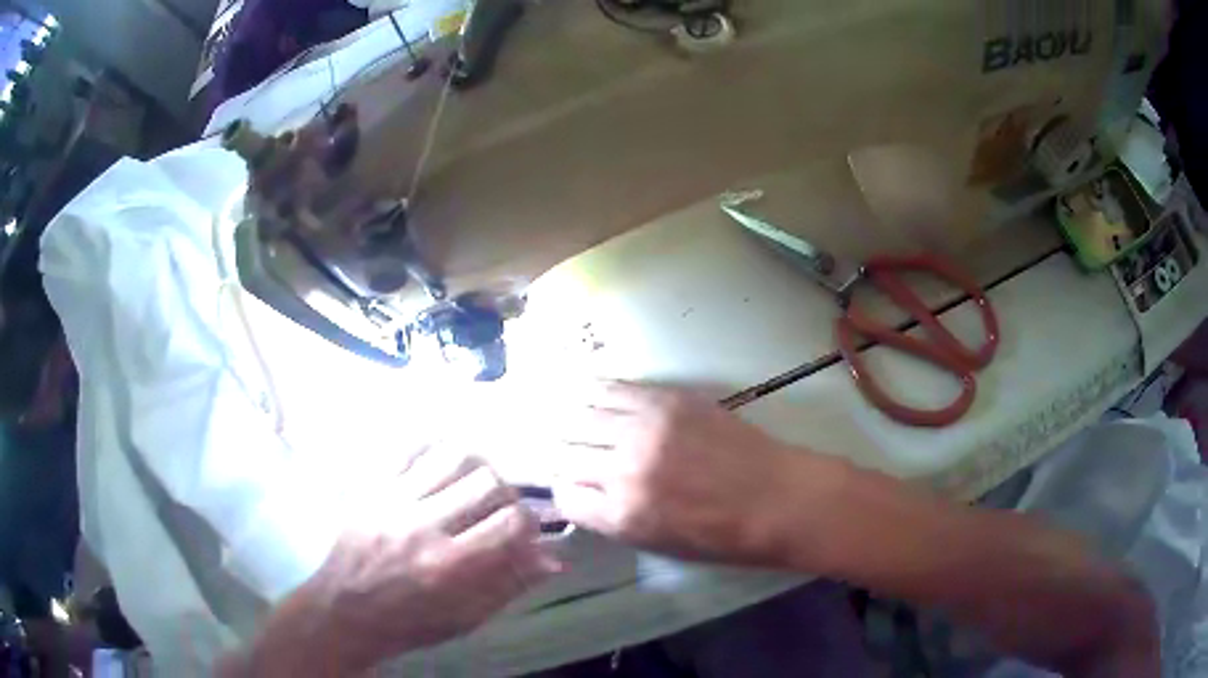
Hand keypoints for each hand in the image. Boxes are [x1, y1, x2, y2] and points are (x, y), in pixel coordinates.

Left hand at [241, 451, 561, 676]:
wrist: (343, 609)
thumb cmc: (409, 622)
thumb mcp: (464, 618)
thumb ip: (509, 585)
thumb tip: (553, 559)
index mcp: (449, 564)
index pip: (509, 522)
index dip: (528, 523)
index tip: (525, 533)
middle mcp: (423, 524)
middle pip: (485, 481)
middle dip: (505, 494)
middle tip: (500, 510)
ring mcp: (393, 499)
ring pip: (450, 456)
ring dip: (474, 468)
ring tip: (473, 486)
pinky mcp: (372, 487)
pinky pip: (409, 449)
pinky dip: (434, 450)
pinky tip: (442, 466)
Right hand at [547, 381, 810, 565]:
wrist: (778, 498)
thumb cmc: (723, 535)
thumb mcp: (657, 544)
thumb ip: (612, 518)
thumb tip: (584, 491)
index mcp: (622, 515)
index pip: (564, 497)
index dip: (563, 491)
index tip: (571, 486)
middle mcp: (624, 468)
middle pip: (565, 452)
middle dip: (560, 455)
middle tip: (565, 452)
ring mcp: (645, 428)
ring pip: (581, 416)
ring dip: (571, 422)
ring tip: (572, 421)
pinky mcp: (668, 399)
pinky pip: (614, 388)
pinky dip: (595, 392)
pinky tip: (591, 394)